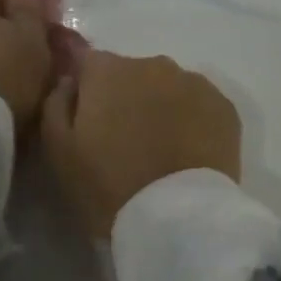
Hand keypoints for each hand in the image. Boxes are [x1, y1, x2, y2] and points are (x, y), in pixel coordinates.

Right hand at [40, 51, 240, 238]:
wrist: (177, 218)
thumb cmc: (107, 184)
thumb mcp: (58, 150)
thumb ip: (55, 104)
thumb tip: (69, 81)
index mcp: (107, 70)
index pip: (86, 61)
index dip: (84, 87)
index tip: (86, 117)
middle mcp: (151, 63)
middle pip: (129, 73)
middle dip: (124, 98)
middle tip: (123, 140)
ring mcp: (193, 82)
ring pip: (166, 87)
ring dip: (158, 106)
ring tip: (158, 148)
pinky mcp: (225, 106)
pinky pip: (197, 105)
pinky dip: (190, 120)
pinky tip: (185, 151)